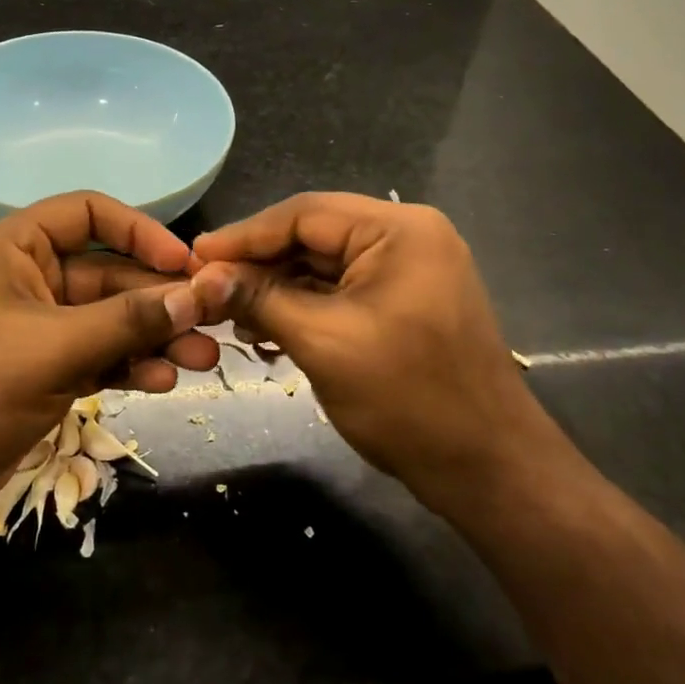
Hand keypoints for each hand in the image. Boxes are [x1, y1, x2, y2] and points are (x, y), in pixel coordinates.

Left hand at [0, 192, 219, 527]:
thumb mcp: (54, 348)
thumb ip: (128, 320)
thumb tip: (198, 295)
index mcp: (14, 250)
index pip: (87, 213)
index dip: (139, 231)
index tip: (182, 263)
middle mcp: (28, 280)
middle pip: (108, 274)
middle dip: (158, 300)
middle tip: (212, 321)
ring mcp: (37, 329)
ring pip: (109, 320)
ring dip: (153, 337)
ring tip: (202, 360)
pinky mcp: (44, 371)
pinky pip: (98, 356)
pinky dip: (129, 365)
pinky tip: (162, 382)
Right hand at [191, 193, 543, 508]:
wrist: (488, 469)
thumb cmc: (409, 400)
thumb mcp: (324, 343)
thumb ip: (260, 300)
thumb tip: (201, 277)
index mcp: (398, 230)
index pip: (305, 213)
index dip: (245, 235)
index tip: (196, 256)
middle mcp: (407, 237)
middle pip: (314, 236)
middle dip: (260, 264)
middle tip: (208, 288)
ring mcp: (410, 270)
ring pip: (324, 265)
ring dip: (278, 288)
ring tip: (232, 315)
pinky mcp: (406, 301)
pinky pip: (343, 291)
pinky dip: (305, 307)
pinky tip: (269, 330)